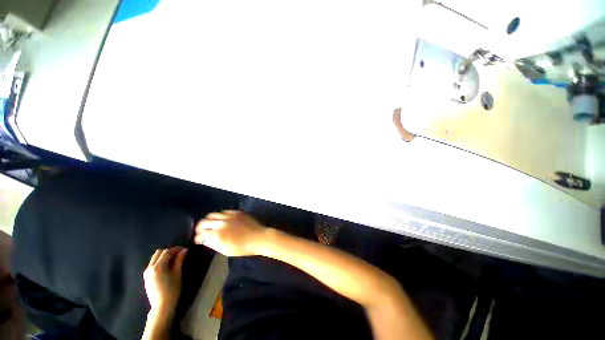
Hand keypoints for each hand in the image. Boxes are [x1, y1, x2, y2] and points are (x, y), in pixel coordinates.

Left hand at [143, 247, 187, 312]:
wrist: (162, 306)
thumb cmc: (172, 289)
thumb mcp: (177, 273)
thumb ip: (179, 260)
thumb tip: (184, 250)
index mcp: (158, 266)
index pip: (166, 252)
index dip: (176, 249)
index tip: (184, 250)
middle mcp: (150, 267)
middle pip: (158, 253)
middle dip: (169, 251)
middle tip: (179, 254)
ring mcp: (146, 273)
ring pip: (155, 258)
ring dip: (164, 256)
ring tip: (174, 260)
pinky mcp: (146, 277)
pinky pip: (152, 264)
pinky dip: (160, 262)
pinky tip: (167, 266)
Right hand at [194, 210, 266, 256]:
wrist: (258, 238)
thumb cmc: (242, 248)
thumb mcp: (225, 250)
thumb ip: (213, 244)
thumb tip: (205, 240)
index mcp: (217, 234)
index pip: (201, 234)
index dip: (197, 238)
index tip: (198, 240)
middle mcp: (221, 223)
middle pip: (204, 222)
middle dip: (200, 228)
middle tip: (201, 231)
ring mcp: (229, 216)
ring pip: (213, 214)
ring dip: (209, 220)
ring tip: (210, 224)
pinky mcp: (237, 212)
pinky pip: (224, 211)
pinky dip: (220, 216)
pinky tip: (222, 220)